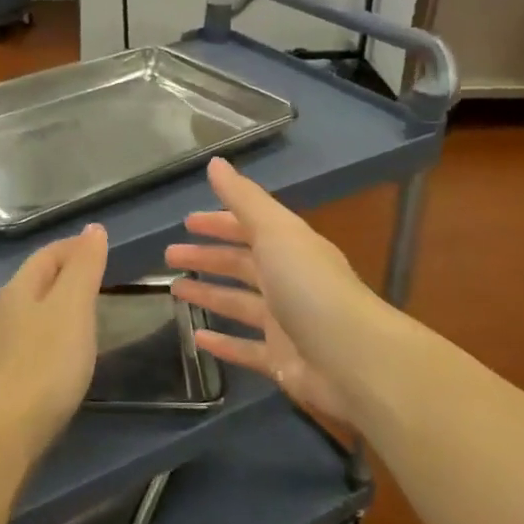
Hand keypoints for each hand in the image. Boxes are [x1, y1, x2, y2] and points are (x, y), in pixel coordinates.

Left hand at [0, 224, 109, 458]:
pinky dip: (50, 336)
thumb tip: (93, 229)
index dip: (73, 247)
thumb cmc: (44, 363)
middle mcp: (1, 311)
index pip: (46, 255)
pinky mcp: (0, 379)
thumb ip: (83, 268)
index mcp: (18, 289)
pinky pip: (29, 342)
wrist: (1, 432)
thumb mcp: (72, 307)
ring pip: (30, 312)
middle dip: (65, 274)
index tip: (100, 246)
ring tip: (86, 314)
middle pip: (35, 281)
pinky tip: (62, 354)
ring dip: (56, 306)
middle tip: (99, 278)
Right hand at [165, 158, 393, 426]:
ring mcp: (285, 323)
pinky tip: (197, 338)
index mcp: (290, 248)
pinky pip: (245, 348)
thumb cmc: (310, 287)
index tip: (186, 222)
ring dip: (208, 294)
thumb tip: (215, 162)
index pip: (249, 228)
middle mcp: (288, 281)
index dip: (219, 223)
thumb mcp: (275, 232)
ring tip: (174, 290)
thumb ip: (244, 199)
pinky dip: (222, 343)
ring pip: (238, 304)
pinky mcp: (281, 360)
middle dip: (207, 256)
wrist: (355, 360)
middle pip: (241, 264)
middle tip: (169, 255)